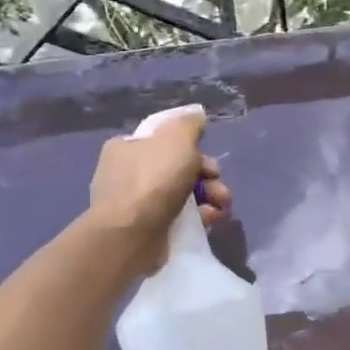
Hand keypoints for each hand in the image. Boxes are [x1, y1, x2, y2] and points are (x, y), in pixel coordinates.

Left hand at [86, 109, 231, 271]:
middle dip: (207, 175)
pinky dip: (197, 217)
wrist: (131, 235)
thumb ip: (189, 124)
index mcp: (127, 147)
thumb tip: (196, 115)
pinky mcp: (146, 229)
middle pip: (178, 167)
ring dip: (209, 196)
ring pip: (182, 193)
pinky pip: (178, 217)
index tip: (208, 158)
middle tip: (218, 183)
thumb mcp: (177, 138)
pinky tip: (209, 219)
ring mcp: (135, 204)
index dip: (192, 147)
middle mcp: (127, 173)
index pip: (165, 141)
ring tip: (221, 204)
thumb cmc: (153, 180)